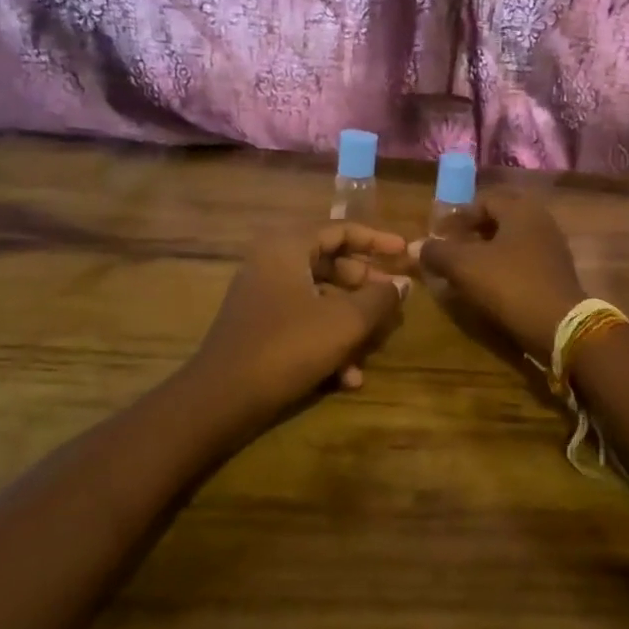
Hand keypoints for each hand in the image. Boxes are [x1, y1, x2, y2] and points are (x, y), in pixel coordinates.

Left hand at [191, 223, 410, 420]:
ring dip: (350, 323)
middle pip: (331, 263)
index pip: (340, 229)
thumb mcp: (346, 322)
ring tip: (374, 349)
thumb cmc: (289, 346)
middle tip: (392, 303)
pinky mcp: (260, 327)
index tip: (405, 253)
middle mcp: (271, 263)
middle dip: (366, 287)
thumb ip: (379, 298)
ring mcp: (263, 296)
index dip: (377, 240)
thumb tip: (401, 284)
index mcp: (287, 246)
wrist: (223, 399)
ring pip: (320, 298)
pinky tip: (348, 378)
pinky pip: (303, 322)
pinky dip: (327, 342)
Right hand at [410, 193, 586, 359]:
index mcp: (521, 209)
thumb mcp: (465, 266)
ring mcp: (551, 248)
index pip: (483, 200)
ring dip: (484, 254)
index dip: (457, 216)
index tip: (437, 236)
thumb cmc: (510, 285)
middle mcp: (540, 221)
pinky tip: (486, 287)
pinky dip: (501, 269)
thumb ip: (438, 252)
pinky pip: (521, 262)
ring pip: (509, 243)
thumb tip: (416, 246)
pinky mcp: (555, 273)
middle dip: (470, 235)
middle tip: (448, 252)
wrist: (560, 326)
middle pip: (497, 220)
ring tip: (463, 272)